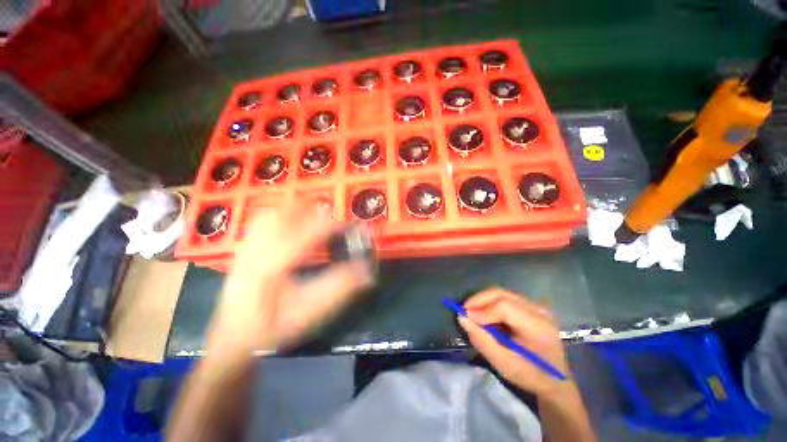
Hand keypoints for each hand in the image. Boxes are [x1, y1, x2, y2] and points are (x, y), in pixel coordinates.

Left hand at [206, 205, 373, 357]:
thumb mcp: (308, 314)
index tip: (352, 226)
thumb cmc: (271, 330)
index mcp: (273, 266)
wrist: (232, 342)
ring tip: (315, 214)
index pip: (308, 234)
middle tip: (334, 216)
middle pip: (285, 214)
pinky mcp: (243, 251)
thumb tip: (367, 271)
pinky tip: (291, 222)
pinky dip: (280, 215)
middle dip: (314, 211)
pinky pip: (260, 221)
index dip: (334, 226)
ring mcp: (246, 248)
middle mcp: (257, 251)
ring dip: (296, 209)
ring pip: (271, 214)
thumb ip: (339, 290)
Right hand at [458, 288, 569, 396]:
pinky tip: (486, 316)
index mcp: (538, 327)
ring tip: (473, 314)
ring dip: (483, 301)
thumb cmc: (531, 376)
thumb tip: (462, 318)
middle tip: (464, 311)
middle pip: (502, 294)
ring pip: (501, 294)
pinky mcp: (531, 307)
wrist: (556, 381)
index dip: (482, 310)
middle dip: (479, 300)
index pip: (504, 307)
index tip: (465, 318)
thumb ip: (482, 340)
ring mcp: (536, 306)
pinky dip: (491, 304)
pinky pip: (505, 298)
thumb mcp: (504, 364)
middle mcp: (539, 310)